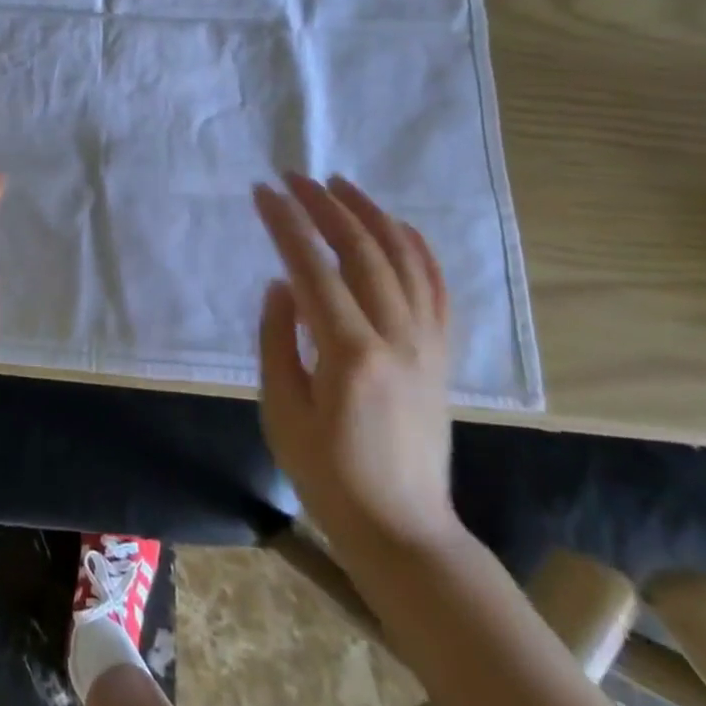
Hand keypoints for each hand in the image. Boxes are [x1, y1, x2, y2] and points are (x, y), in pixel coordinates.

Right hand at [255, 174, 458, 560]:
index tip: (263, 192)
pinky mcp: (442, 354)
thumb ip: (278, 339)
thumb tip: (282, 283)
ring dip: (369, 214)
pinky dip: (416, 248)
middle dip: (324, 206)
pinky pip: (435, 287)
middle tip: (294, 177)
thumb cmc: (328, 475)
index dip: (285, 224)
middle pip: (361, 251)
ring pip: (402, 259)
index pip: (313, 268)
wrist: (403, 528)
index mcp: (349, 355)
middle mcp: (396, 338)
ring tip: (339, 184)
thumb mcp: (281, 411)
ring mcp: (427, 344)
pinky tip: (397, 225)